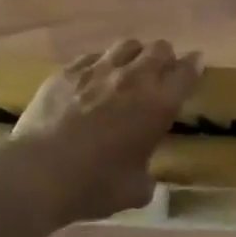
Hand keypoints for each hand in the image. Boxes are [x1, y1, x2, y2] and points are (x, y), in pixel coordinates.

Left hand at [10, 39, 201, 222]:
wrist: (39, 173)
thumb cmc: (94, 185)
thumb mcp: (134, 191)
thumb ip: (147, 178)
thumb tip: (145, 177)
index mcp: (158, 104)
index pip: (187, 71)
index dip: (194, 66)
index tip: (196, 66)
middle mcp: (133, 78)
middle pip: (160, 49)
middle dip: (165, 58)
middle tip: (160, 74)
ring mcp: (98, 69)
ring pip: (127, 45)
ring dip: (134, 55)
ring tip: (128, 71)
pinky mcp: (68, 70)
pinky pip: (93, 56)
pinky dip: (100, 65)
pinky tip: (92, 80)